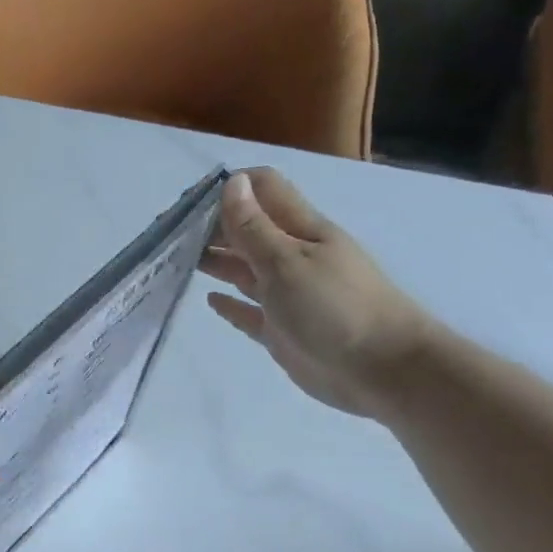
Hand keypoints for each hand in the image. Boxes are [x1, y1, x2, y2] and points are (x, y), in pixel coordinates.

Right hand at [200, 168, 432, 417]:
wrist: (381, 369)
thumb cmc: (334, 307)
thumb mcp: (287, 261)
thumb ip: (253, 227)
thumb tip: (233, 182)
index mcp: (300, 230)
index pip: (264, 190)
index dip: (230, 188)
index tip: (190, 201)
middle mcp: (293, 257)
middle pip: (249, 230)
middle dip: (214, 226)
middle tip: (171, 235)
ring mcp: (288, 295)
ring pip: (245, 269)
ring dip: (217, 261)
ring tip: (179, 260)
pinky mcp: (282, 331)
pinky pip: (250, 312)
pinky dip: (231, 304)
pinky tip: (211, 300)